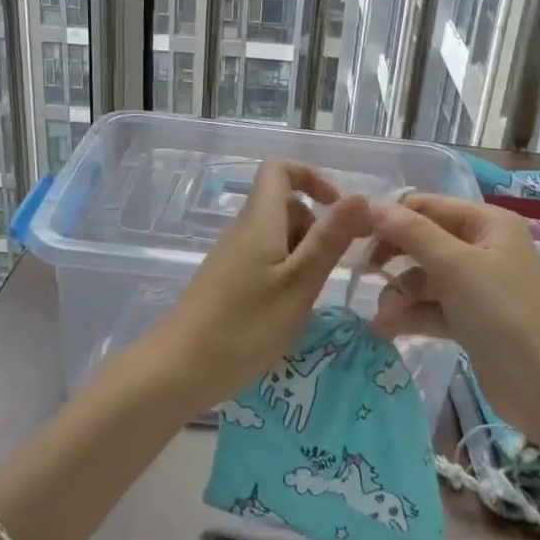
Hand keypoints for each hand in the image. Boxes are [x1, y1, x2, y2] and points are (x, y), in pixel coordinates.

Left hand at [156, 159, 373, 406]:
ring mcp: (232, 256)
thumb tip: (361, 197)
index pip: (279, 169)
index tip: (337, 209)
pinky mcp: (226, 281)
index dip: (311, 177)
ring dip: (303, 255)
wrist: (179, 370)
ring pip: (277, 236)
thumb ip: (329, 240)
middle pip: (284, 206)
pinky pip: (264, 260)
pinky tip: (288, 310)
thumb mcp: (299, 284)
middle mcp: (243, 229)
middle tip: (332, 268)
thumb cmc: (245, 327)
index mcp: (259, 220)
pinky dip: (285, 274)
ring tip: (311, 296)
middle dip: (316, 227)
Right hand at [366, 195, 539, 434]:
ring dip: (399, 294)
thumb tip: (370, 205)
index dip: (392, 217)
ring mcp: (476, 286)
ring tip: (385, 318)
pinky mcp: (470, 320)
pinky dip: (411, 314)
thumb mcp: (456, 267)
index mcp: (487, 224)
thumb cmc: (505, 315)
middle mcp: (482, 248)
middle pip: (423, 241)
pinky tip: (387, 329)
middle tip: (365, 274)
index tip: (355, 236)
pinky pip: (431, 307)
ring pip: (423, 278)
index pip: (427, 206)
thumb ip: (412, 233)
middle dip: (394, 260)